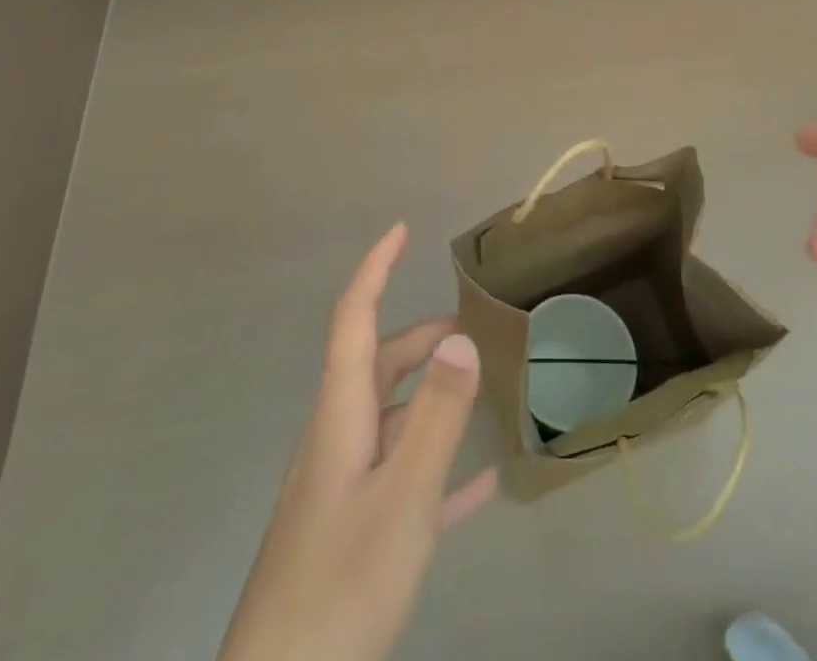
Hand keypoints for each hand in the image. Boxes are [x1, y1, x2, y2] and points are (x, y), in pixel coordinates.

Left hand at [218, 224, 496, 660]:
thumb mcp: (401, 497)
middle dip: (418, 337)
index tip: (400, 231)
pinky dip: (436, 466)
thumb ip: (434, 416)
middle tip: (470, 329)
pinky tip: (481, 484)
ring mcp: (340, 490)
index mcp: (340, 418)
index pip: (352, 321)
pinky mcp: (351, 535)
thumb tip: (461, 337)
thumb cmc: (341, 586)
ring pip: (388, 420)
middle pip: (375, 367)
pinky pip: (400, 479)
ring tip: (476, 389)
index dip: (374, 270)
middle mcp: (336, 442)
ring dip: (429, 396)